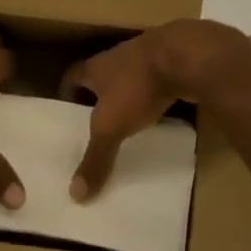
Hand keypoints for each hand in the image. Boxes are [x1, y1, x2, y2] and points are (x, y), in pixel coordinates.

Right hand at [61, 19, 250, 200]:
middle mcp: (116, 57)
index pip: (72, 76)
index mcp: (95, 67)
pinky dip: (152, 95)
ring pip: (128, 77)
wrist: (184, 57)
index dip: (66, 93)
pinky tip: (157, 112)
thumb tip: (75, 194)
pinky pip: (153, 80)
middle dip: (97, 97)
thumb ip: (96, 158)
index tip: (65, 113)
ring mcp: (144, 56)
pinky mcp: (169, 62)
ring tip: (126, 121)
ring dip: (126, 95)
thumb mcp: (111, 127)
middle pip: (99, 76)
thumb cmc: (137, 87)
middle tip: (95, 123)